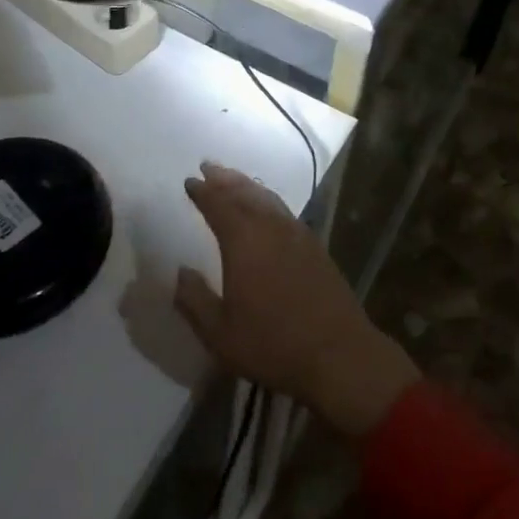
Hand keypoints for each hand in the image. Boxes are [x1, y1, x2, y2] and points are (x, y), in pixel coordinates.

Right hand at [174, 163, 419, 439]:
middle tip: (209, 166)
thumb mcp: (220, 334)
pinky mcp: (313, 245)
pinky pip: (282, 209)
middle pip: (244, 192)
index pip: (219, 205)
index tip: (190, 181)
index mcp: (244, 241)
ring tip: (233, 179)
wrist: (337, 352)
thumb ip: (195, 300)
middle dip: (224, 179)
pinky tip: (265, 208)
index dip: (203, 192)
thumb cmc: (272, 344)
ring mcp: (296, 233)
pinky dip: (267, 200)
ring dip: (246, 185)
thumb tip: (180, 272)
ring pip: (266, 197)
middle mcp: (271, 226)